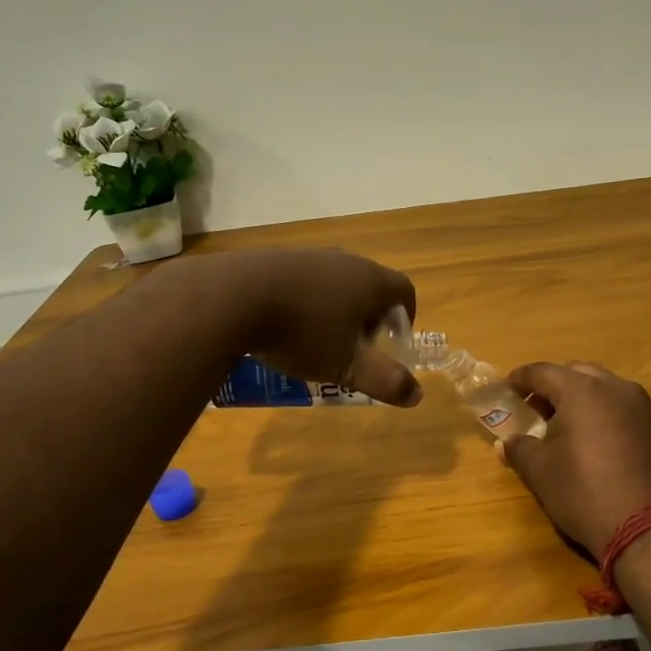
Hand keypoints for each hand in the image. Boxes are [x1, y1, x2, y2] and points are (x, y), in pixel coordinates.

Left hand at [192, 248, 422, 405]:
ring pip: (335, 279)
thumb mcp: (346, 366)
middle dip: (369, 314)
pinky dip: (305, 298)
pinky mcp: (275, 257)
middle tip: (357, 344)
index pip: (404, 290)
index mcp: (370, 281)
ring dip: (336, 305)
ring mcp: (308, 255)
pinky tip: (285, 322)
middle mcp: (344, 260)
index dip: (406, 315)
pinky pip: (303, 278)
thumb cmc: (302, 333)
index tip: (393, 340)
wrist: (232, 297)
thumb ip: (385, 381)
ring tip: (319, 336)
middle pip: (370, 283)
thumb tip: (417, 395)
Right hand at [499, 362, 650, 557]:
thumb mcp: (541, 472)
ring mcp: (643, 407)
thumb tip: (506, 442)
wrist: (649, 528)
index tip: (508, 387)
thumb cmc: (584, 492)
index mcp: (581, 390)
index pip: (543, 372)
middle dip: (554, 385)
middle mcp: (615, 388)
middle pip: (577, 373)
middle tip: (537, 406)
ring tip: (566, 423)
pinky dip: (605, 414)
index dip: (521, 378)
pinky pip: (625, 408)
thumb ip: (520, 449)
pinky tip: (597, 441)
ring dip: (582, 398)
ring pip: (605, 388)